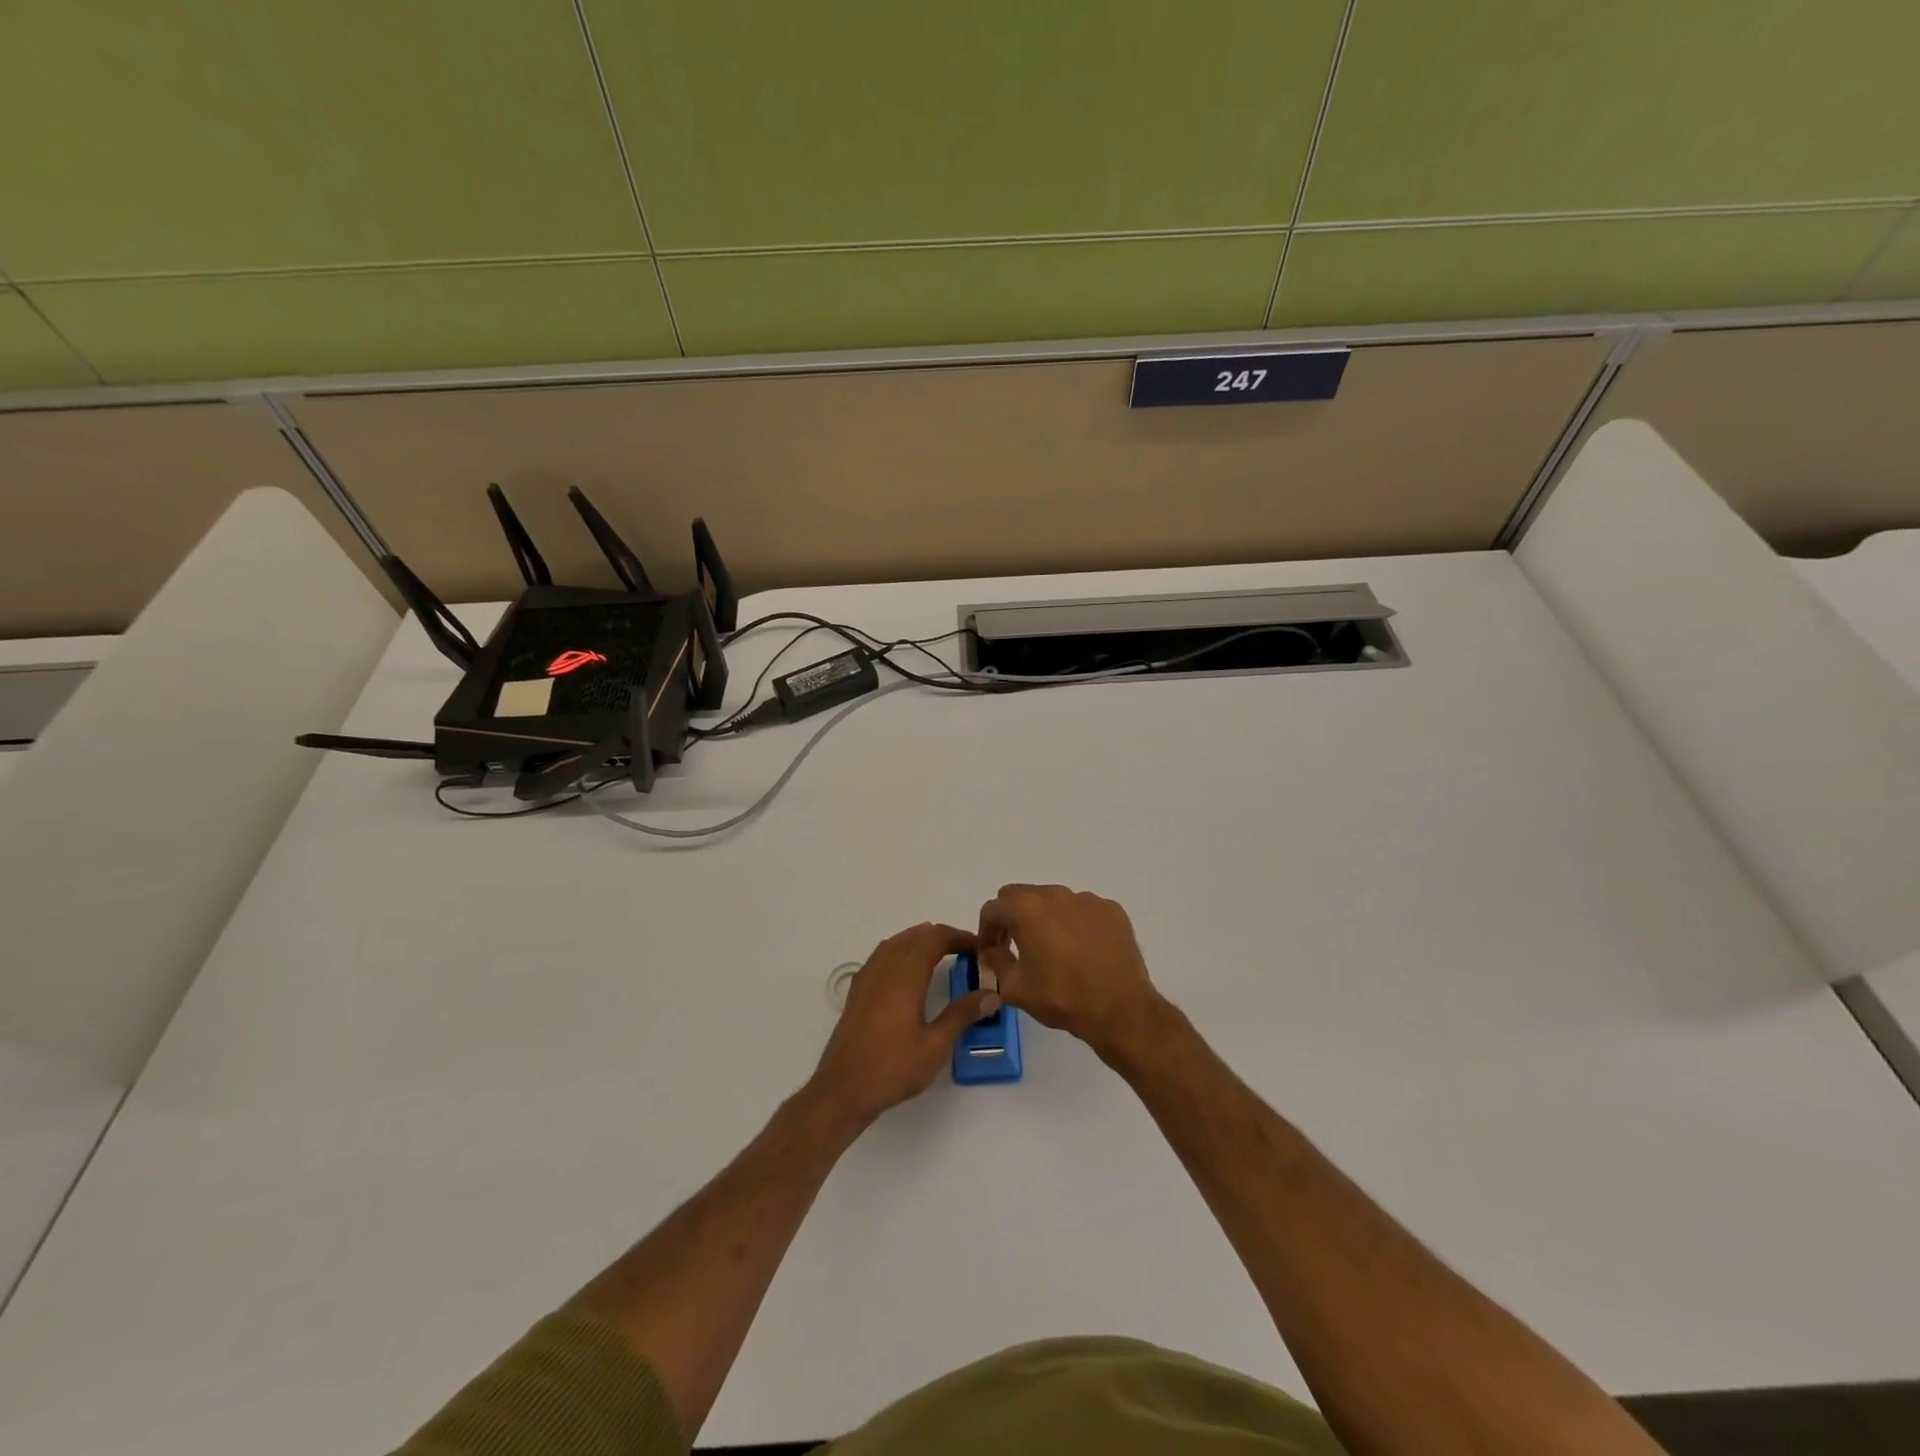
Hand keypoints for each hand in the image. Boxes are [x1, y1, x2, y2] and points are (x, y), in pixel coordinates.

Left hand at [807, 923, 998, 1128]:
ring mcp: (866, 979)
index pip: (934, 938)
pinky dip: (900, 952)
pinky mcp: (857, 993)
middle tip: (965, 952)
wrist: (842, 1091)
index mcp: (905, 976)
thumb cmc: (892, 1068)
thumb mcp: (935, 1046)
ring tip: (940, 955)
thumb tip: (991, 994)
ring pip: (895, 943)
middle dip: (941, 937)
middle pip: (914, 936)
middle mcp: (884, 969)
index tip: (979, 949)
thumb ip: (962, 1015)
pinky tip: (907, 972)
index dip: (959, 937)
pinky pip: (881, 957)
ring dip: (919, 941)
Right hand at [977, 884, 1166, 1062]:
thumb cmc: (1062, 997)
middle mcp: (1055, 894)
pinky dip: (1075, 924)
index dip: (986, 931)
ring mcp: (1087, 899)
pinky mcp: (1111, 910)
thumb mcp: (1015, 987)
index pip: (993, 909)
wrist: (1120, 1009)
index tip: (991, 951)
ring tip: (1053, 950)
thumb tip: (992, 950)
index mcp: (1027, 908)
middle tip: (1016, 946)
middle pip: (1022, 896)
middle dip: (1013, 918)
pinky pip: (1083, 910)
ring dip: (1045, 919)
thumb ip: (995, 961)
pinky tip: (1082, 951)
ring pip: (1054, 901)